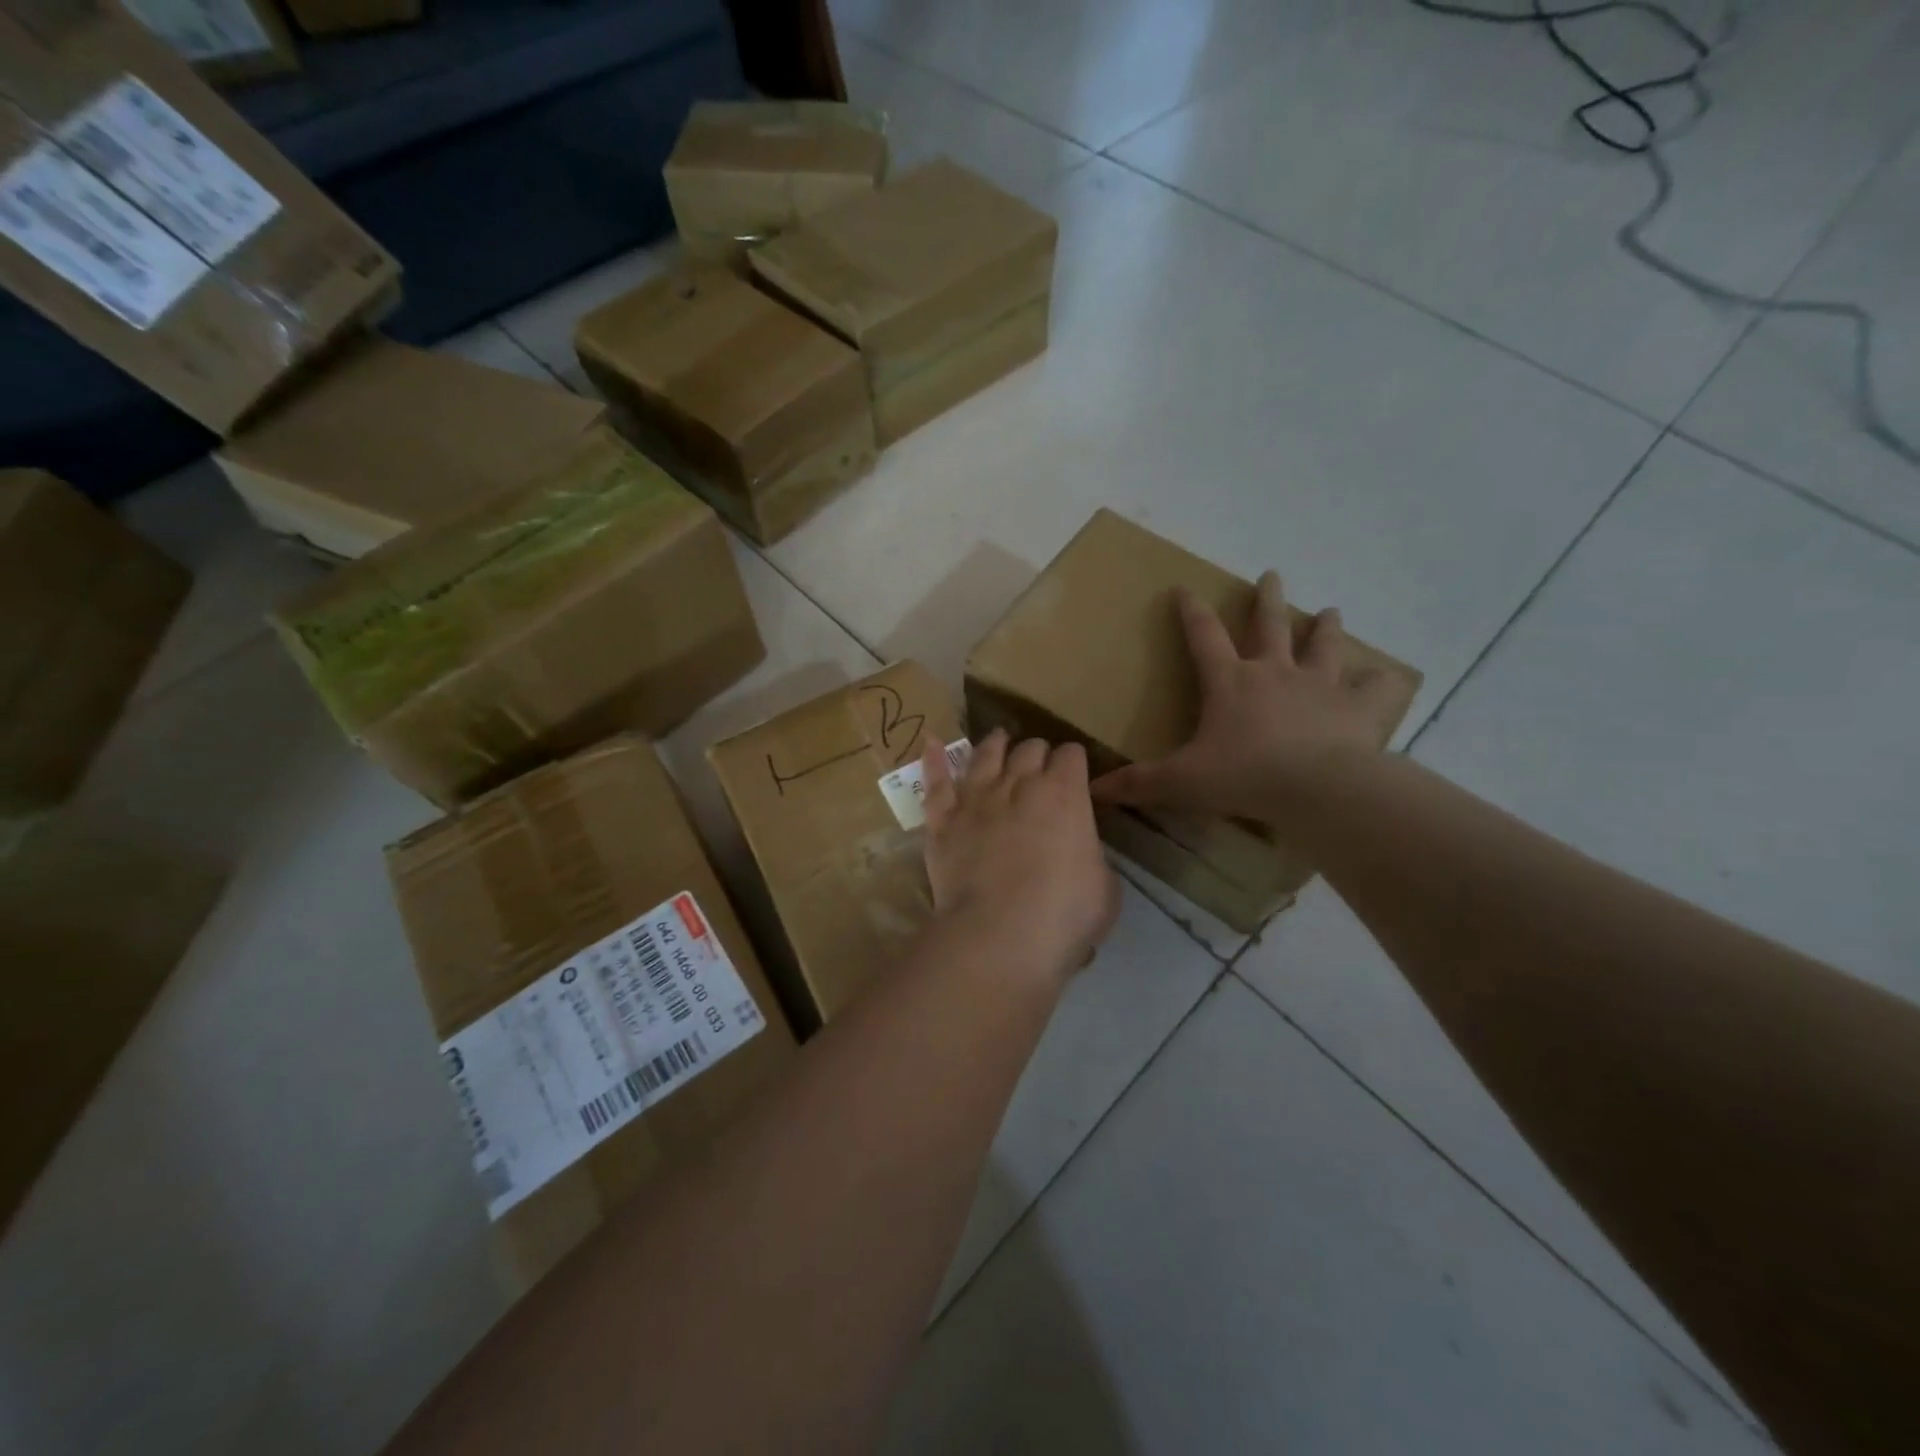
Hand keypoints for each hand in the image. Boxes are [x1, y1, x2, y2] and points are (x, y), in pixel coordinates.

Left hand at [921, 729, 1120, 986]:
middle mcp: (1020, 784)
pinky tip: (931, 742)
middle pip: (1030, 748)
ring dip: (995, 745)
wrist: (999, 935)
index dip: (1074, 762)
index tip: (1075, 773)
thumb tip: (1078, 851)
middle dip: (1038, 753)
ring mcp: (976, 798)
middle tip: (1040, 767)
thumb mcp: (1104, 886)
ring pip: (985, 755)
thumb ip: (1091, 855)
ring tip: (999, 740)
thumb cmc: (1063, 915)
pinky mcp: (942, 819)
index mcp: (1065, 794)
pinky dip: (933, 760)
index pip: (1072, 756)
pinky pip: (936, 781)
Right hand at [1091, 572, 1395, 822]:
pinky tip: (1384, 679)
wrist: (1317, 789)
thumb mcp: (1181, 781)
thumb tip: (1093, 789)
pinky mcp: (1360, 707)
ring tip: (1329, 611)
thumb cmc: (1243, 777)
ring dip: (1325, 626)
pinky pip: (1378, 687)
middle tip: (1271, 575)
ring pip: (1324, 645)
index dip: (1190, 611)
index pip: (1203, 636)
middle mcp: (1275, 672)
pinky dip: (1381, 681)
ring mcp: (1322, 685)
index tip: (1183, 587)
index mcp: (1230, 682)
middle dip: (1267, 598)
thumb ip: (1139, 783)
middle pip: (1270, 625)